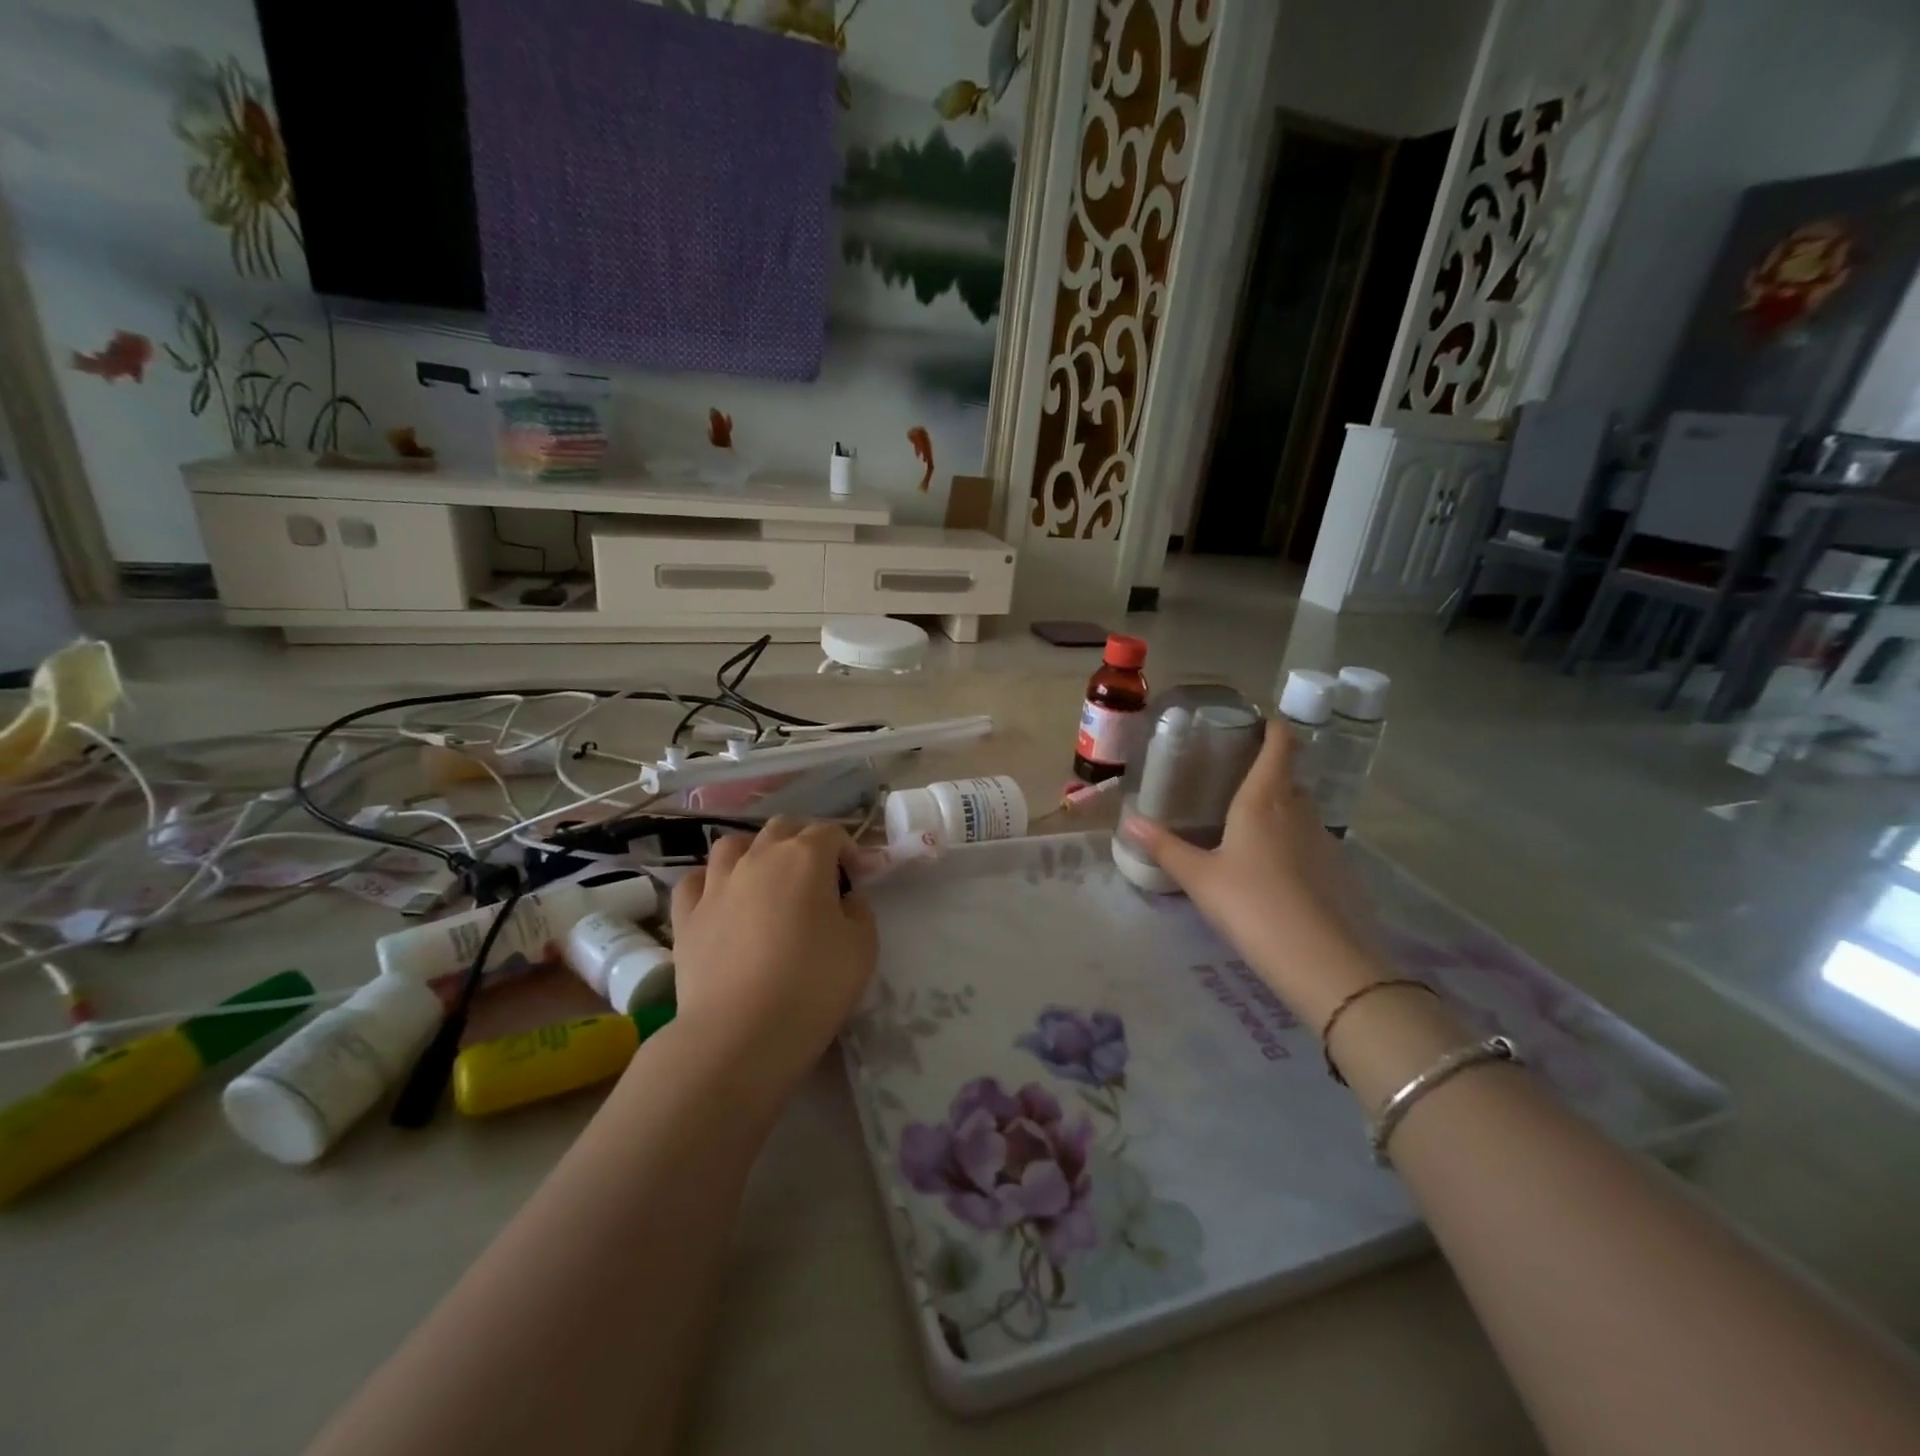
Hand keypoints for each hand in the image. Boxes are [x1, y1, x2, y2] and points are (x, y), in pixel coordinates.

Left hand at [668, 817, 877, 1102]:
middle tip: (818, 874)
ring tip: (765, 878)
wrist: (740, 1033)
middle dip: (804, 841)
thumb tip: (845, 898)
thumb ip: (859, 910)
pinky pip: (695, 881)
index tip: (858, 877)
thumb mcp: (863, 947)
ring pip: (733, 844)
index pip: (830, 832)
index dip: (849, 849)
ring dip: (754, 851)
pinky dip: (711, 881)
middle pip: (782, 828)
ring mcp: (716, 883)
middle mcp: (758, 857)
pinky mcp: (686, 915)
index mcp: (805, 857)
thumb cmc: (813, 986)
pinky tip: (721, 899)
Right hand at [1122, 720, 1388, 1025]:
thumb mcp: (1199, 878)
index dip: (1274, 727)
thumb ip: (1165, 847)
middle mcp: (1298, 810)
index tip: (1257, 722)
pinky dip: (1293, 841)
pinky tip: (1274, 870)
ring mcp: (1324, 840)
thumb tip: (1128, 821)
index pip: (1280, 745)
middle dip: (1268, 771)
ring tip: (1249, 826)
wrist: (1322, 961)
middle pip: (1289, 776)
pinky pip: (1311, 841)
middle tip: (1234, 780)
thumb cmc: (1251, 905)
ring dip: (1280, 808)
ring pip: (1300, 810)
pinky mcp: (1339, 870)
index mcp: (1264, 800)